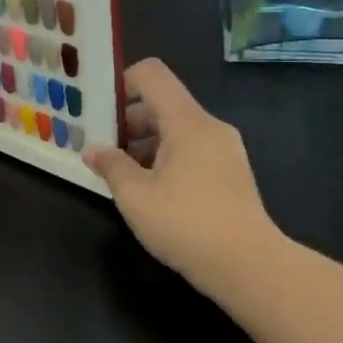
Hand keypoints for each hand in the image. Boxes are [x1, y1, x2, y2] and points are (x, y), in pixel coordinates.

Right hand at [84, 58, 285, 301]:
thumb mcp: (135, 196)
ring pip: (176, 131)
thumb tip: (93, 150)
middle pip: (162, 105)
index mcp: (187, 122)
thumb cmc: (186, 224)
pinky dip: (166, 160)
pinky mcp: (232, 175)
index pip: (152, 75)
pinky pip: (192, 151)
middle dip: (127, 122)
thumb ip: (111, 166)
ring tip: (121, 175)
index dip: (121, 82)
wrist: (250, 267)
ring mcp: (225, 151)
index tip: (99, 110)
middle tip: (101, 148)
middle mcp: (209, 127)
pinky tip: (150, 192)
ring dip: (145, 145)